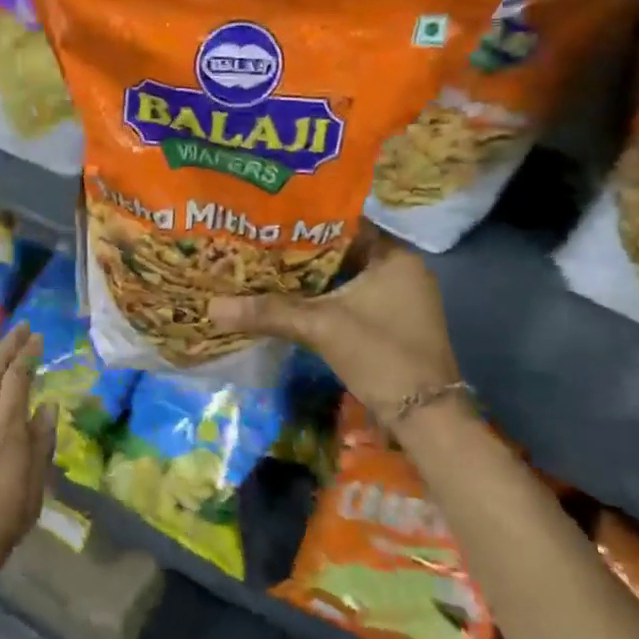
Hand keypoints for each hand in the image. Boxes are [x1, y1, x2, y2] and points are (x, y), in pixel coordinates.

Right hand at [208, 232, 456, 428]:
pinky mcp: (392, 323)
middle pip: (342, 251)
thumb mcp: (321, 327)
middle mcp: (401, 271)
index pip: (345, 223)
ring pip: (345, 278)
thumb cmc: (381, 356)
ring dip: (312, 279)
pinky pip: (351, 299)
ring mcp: (399, 299)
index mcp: (394, 257)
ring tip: (266, 269)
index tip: (269, 220)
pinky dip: (324, 300)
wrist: (426, 418)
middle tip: (260, 245)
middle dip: (302, 252)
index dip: (306, 221)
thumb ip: (269, 312)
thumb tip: (212, 307)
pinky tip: (291, 302)